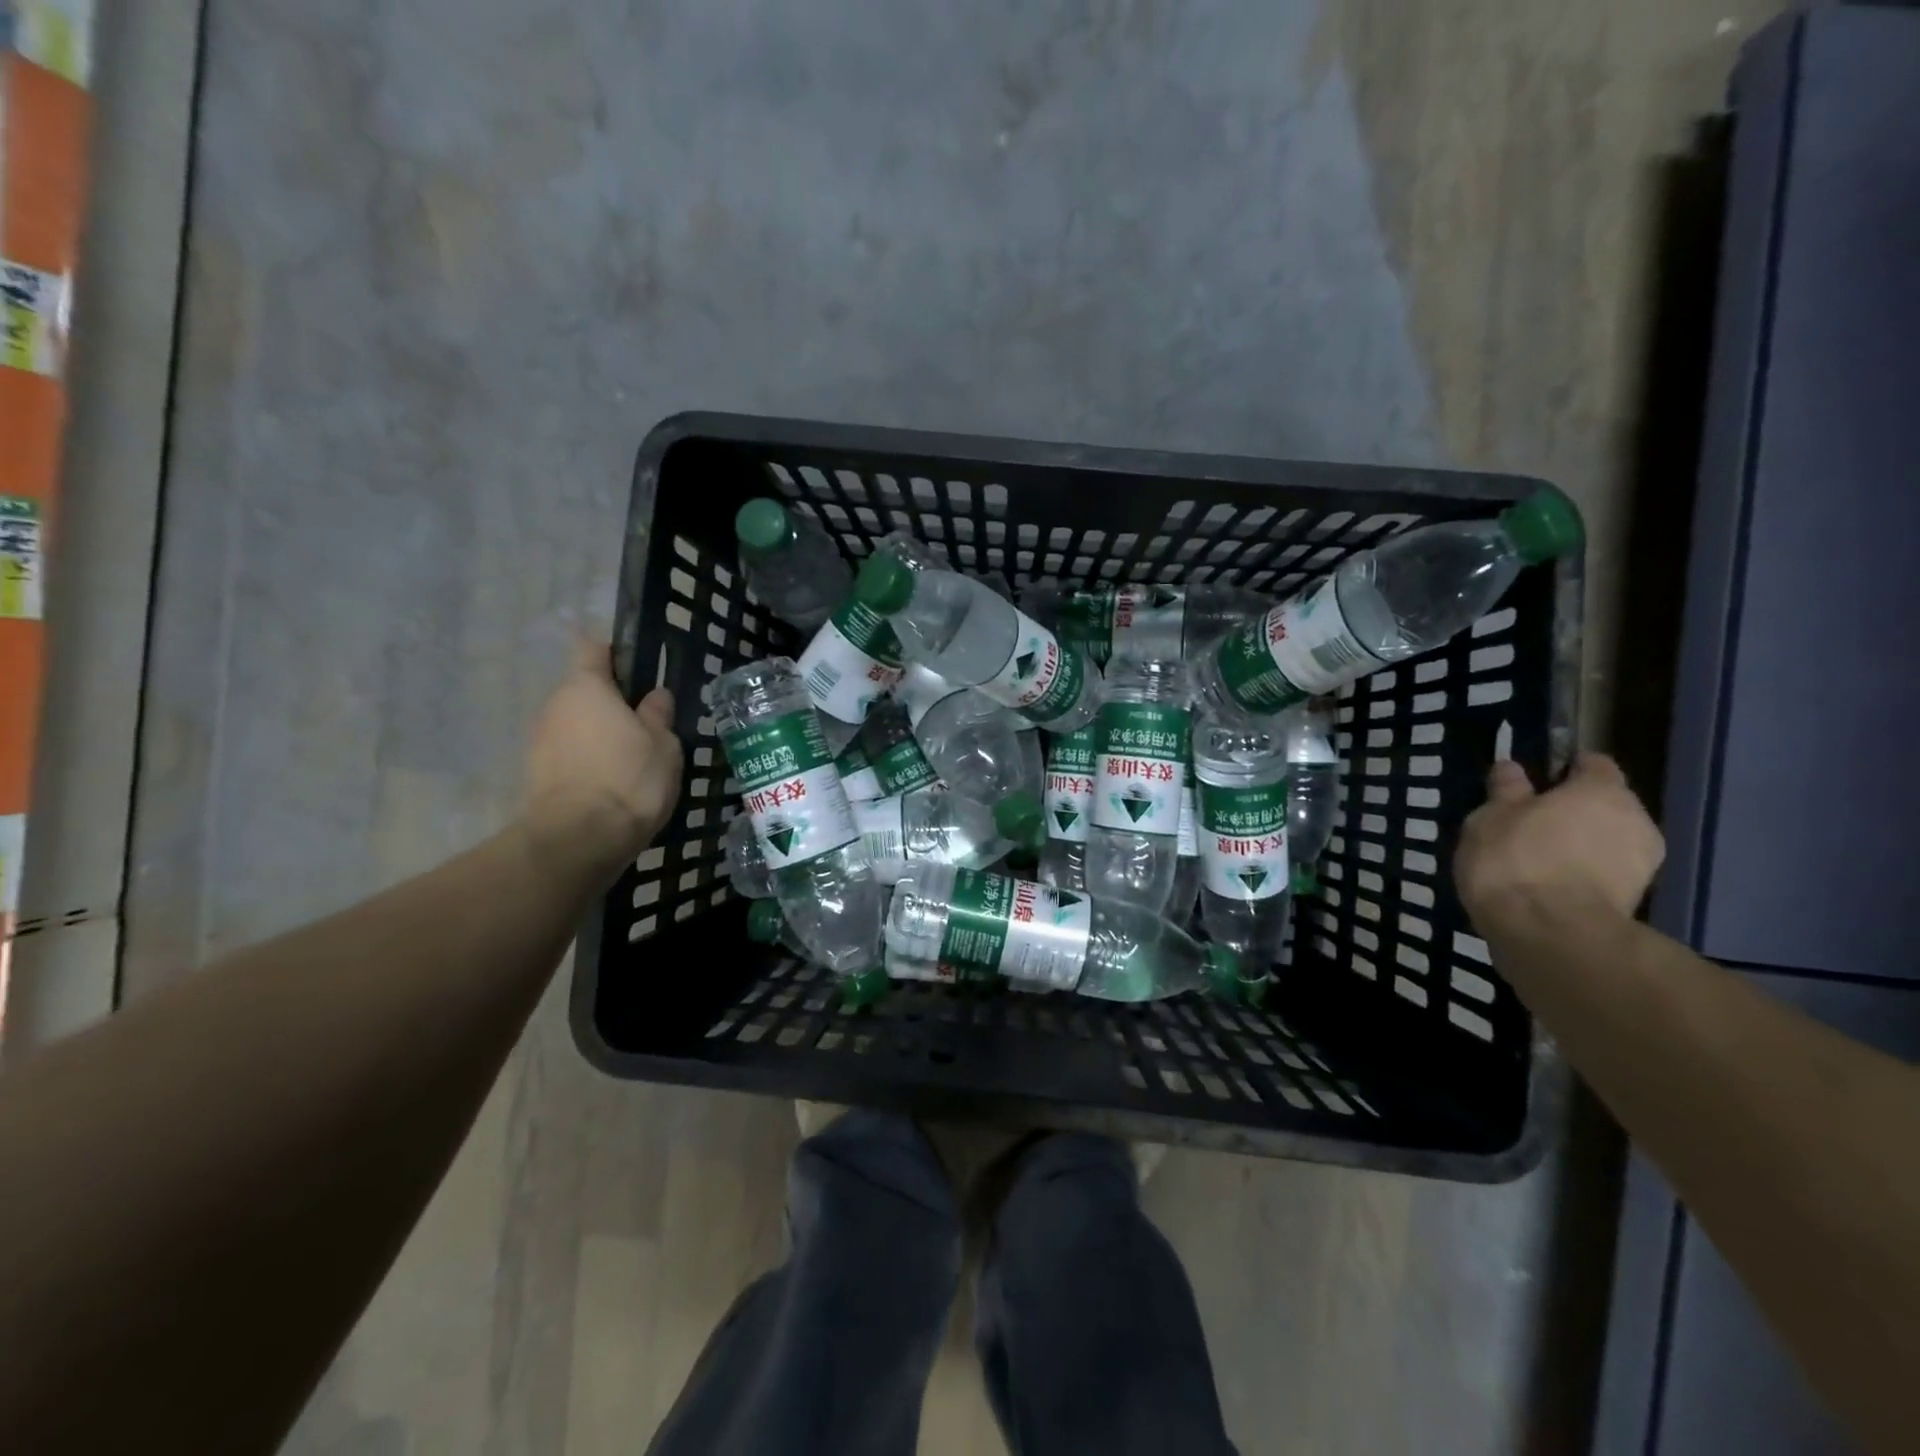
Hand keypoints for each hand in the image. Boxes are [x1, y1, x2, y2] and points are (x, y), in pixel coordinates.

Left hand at [522, 637, 682, 885]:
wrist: (579, 839)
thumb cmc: (629, 778)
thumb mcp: (664, 744)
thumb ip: (658, 715)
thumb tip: (654, 696)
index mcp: (586, 687)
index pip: (593, 649)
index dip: (615, 653)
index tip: (639, 669)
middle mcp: (555, 705)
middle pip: (585, 691)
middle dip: (612, 703)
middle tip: (648, 724)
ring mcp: (540, 740)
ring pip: (577, 725)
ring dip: (601, 734)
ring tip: (633, 759)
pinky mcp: (537, 774)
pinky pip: (570, 754)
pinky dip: (589, 761)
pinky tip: (614, 783)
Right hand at [1455, 752, 1665, 932]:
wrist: (1551, 935)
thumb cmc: (1515, 860)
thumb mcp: (1491, 818)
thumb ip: (1506, 791)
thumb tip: (1512, 768)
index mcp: (1602, 791)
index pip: (1592, 763)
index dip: (1563, 769)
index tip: (1532, 783)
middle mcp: (1635, 819)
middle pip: (1604, 804)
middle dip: (1572, 811)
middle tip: (1527, 824)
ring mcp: (1643, 863)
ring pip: (1605, 841)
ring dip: (1578, 845)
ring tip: (1535, 860)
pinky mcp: (1636, 901)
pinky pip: (1604, 873)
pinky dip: (1582, 874)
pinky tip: (1548, 886)